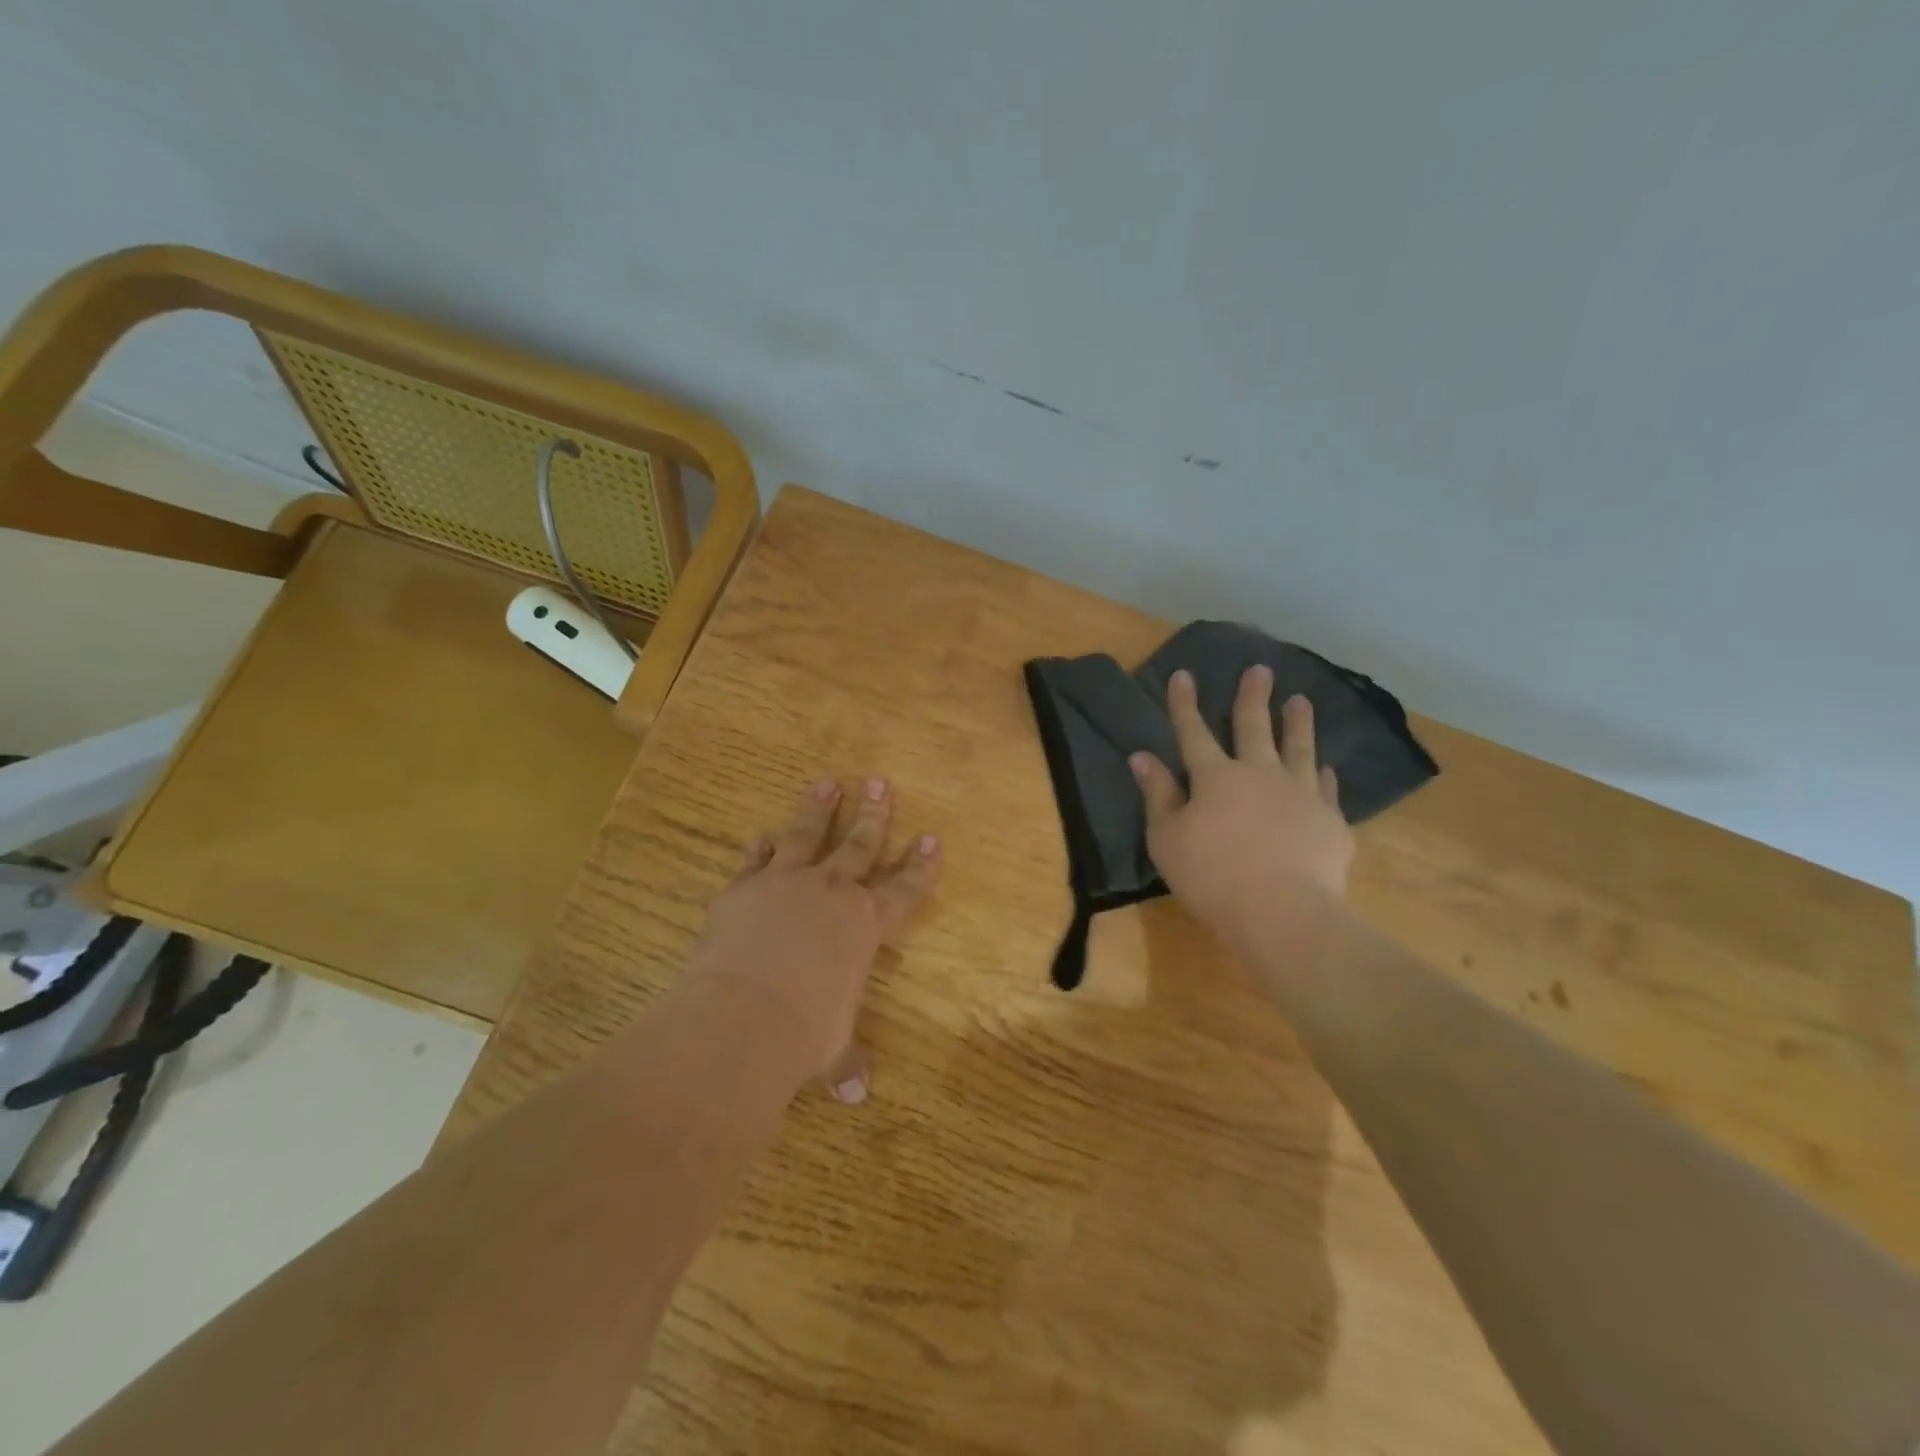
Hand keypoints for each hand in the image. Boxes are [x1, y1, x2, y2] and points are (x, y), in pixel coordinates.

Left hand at [688, 777, 940, 1102]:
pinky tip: (761, 837)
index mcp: (865, 925)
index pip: (904, 888)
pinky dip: (760, 850)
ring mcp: (786, 884)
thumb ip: (845, 1063)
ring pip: (807, 835)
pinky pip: (757, 861)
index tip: (931, 838)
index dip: (920, 865)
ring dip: (818, 809)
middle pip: (859, 844)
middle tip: (879, 783)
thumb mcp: (831, 1048)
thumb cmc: (804, 1032)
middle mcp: (831, 892)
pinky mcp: (744, 889)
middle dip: (873, 814)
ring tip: (827, 783)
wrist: (743, 1014)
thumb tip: (855, 1097)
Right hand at [1129, 666, 1353, 934]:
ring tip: (1301, 701)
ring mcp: (1299, 794)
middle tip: (1260, 670)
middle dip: (1252, 696)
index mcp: (1215, 778)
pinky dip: (1323, 775)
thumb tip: (1142, 757)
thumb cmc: (1211, 876)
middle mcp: (1259, 774)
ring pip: (1298, 748)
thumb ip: (1158, 795)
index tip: (1183, 675)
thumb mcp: (1166, 839)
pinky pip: (1325, 788)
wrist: (1281, 912)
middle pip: (1254, 727)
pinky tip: (1325, 768)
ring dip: (1298, 723)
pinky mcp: (1329, 821)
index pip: (1193, 732)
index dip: (1184, 704)